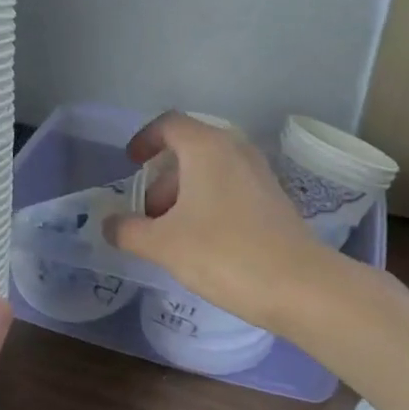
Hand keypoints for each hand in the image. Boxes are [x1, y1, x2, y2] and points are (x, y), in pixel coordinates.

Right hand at [104, 112, 328, 331]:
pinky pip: (230, 188)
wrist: (299, 285)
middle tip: (146, 215)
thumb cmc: (223, 254)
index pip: (169, 124)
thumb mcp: (163, 244)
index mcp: (207, 147)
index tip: (130, 164)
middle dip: (161, 179)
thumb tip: (109, 224)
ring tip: (170, 234)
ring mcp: (259, 173)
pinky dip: (207, 203)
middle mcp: (235, 149)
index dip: (144, 139)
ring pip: (210, 171)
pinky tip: (201, 242)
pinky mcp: (273, 199)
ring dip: (183, 194)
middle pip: (189, 150)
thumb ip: (128, 230)